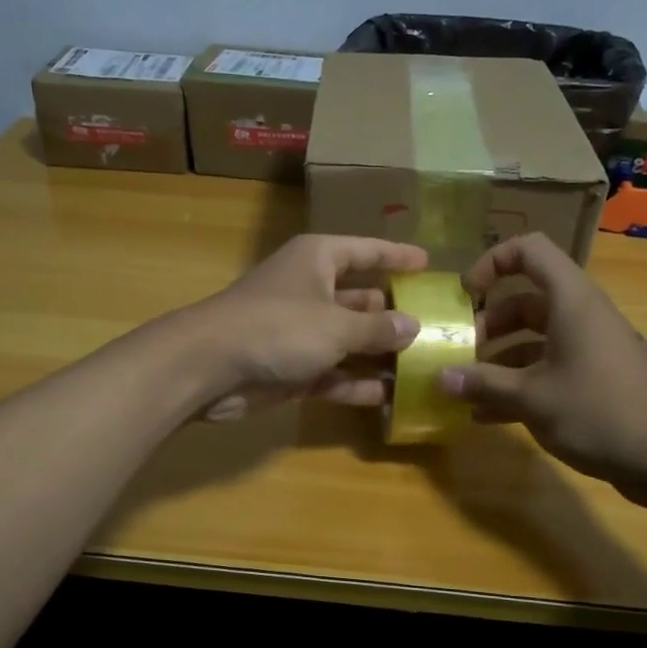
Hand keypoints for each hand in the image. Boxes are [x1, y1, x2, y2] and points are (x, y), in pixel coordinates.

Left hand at [181, 234, 427, 420]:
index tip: (428, 263)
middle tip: (436, 326)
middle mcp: (311, 290)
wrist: (210, 366)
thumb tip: (413, 326)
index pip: (365, 251)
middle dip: (394, 314)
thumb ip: (378, 328)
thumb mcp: (337, 324)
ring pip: (349, 340)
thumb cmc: (278, 327)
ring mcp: (300, 331)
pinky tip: (390, 397)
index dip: (396, 256)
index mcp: (319, 260)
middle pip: (361, 298)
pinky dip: (356, 383)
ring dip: (380, 354)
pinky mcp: (292, 367)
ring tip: (424, 366)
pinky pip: (333, 372)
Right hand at [438, 233, 646, 491]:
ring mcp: (589, 347)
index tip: (466, 294)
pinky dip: (519, 382)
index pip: (530, 250)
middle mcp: (580, 315)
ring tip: (467, 387)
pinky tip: (488, 414)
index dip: (493, 261)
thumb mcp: (531, 397)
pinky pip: (548, 367)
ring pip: (534, 337)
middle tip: (461, 350)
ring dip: (499, 358)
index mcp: (570, 301)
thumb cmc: (597, 412)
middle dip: (488, 323)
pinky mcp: (595, 377)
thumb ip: (483, 383)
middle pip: (526, 300)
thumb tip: (440, 378)